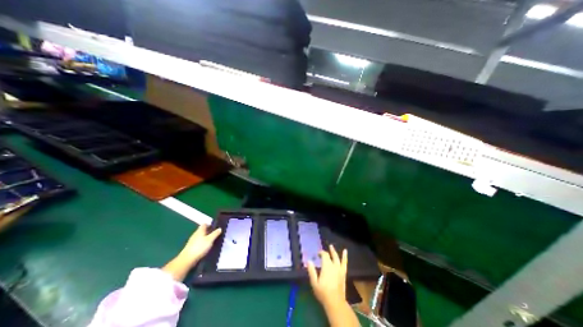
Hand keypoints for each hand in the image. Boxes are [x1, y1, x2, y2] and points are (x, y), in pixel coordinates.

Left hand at [164, 224, 223, 281]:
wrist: (187, 260)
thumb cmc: (200, 247)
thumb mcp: (210, 240)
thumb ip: (215, 233)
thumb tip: (220, 228)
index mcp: (200, 230)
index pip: (205, 224)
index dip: (210, 224)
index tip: (215, 227)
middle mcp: (195, 234)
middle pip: (202, 230)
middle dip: (208, 231)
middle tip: (215, 234)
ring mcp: (192, 241)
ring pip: (200, 236)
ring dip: (205, 237)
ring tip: (212, 241)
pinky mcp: (191, 247)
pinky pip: (198, 242)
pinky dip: (202, 243)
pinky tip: (205, 247)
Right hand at [306, 246, 347, 308]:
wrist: (335, 302)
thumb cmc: (323, 292)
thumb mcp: (314, 282)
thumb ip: (311, 271)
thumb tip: (309, 261)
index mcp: (326, 266)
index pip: (324, 255)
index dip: (321, 253)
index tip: (317, 254)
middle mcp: (333, 265)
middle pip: (330, 255)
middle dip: (327, 251)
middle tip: (323, 250)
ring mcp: (339, 269)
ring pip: (337, 257)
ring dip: (334, 251)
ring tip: (332, 246)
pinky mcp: (343, 273)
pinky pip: (344, 263)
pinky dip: (345, 256)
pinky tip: (345, 251)